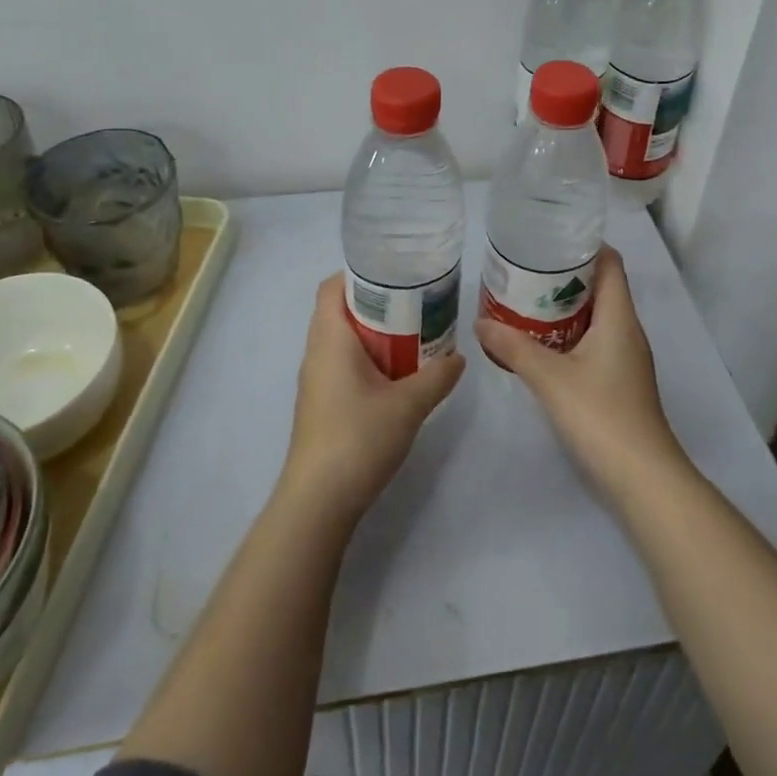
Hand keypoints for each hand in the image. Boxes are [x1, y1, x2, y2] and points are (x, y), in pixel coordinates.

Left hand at [279, 276, 464, 527]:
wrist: (318, 502)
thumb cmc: (358, 438)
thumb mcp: (408, 405)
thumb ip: (437, 376)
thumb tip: (459, 357)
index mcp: (330, 338)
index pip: (333, 286)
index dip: (360, 273)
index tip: (396, 274)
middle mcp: (317, 352)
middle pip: (341, 310)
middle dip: (378, 303)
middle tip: (417, 302)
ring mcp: (317, 380)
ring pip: (344, 340)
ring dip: (375, 334)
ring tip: (414, 334)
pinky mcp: (322, 404)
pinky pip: (344, 364)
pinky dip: (369, 358)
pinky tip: (399, 374)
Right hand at [475, 247, 685, 495]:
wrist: (642, 477)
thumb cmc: (601, 415)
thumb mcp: (550, 378)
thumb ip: (514, 347)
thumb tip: (480, 323)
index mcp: (619, 317)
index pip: (610, 263)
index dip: (585, 245)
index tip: (549, 237)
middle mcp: (627, 330)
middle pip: (601, 287)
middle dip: (565, 275)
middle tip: (525, 268)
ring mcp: (626, 357)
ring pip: (596, 316)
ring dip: (565, 306)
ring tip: (525, 299)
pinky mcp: (619, 380)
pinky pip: (594, 340)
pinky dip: (569, 333)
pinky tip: (540, 342)